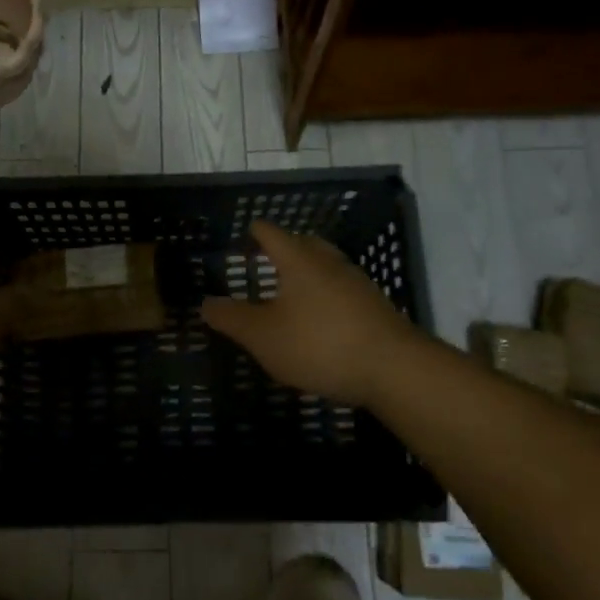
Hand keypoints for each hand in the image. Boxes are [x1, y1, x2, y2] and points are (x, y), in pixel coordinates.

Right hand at [201, 221, 423, 408]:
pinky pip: (342, 288)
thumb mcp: (264, 337)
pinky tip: (321, 316)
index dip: (256, 231)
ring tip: (291, 287)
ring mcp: (356, 283)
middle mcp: (329, 262)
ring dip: (308, 270)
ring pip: (326, 265)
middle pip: (304, 243)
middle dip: (285, 246)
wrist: (393, 368)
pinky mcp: (375, 306)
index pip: (272, 233)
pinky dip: (326, 293)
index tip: (246, 231)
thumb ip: (232, 319)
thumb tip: (206, 303)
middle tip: (266, 257)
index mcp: (299, 260)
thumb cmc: (319, 344)